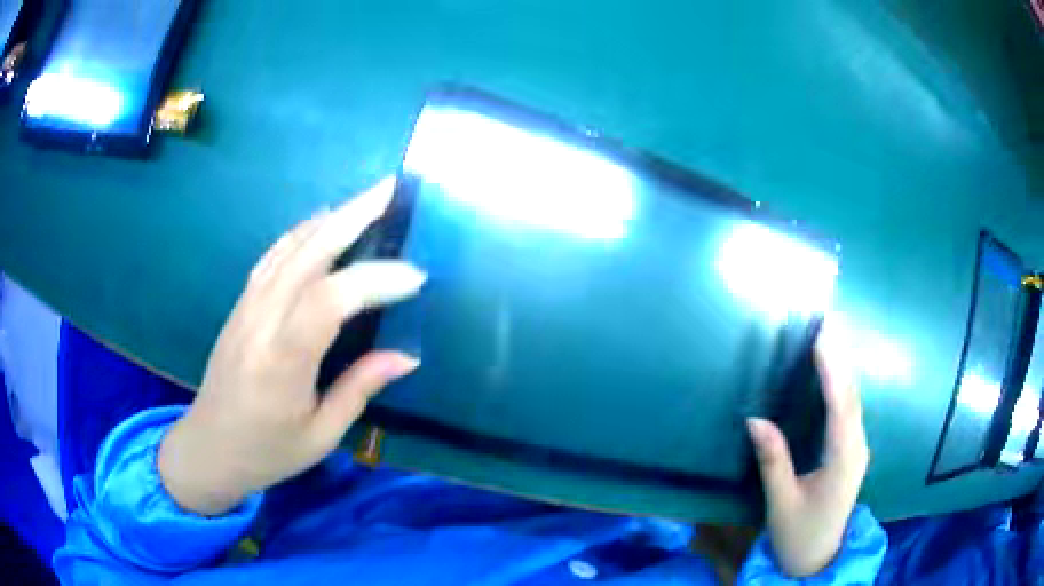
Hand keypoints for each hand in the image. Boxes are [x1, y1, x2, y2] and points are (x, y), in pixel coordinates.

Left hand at [158, 177, 425, 515]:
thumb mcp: (320, 434)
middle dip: (353, 216)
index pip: (330, 301)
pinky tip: (320, 222)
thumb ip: (359, 388)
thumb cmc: (267, 451)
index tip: (417, 277)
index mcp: (282, 361)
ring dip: (330, 217)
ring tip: (366, 199)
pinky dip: (300, 233)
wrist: (209, 446)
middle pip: (308, 254)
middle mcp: (261, 321)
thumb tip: (406, 356)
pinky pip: (272, 256)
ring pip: (289, 247)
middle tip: (391, 190)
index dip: (375, 280)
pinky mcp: (240, 304)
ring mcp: (246, 307)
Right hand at [747, 325, 869, 576]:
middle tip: (825, 322)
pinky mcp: (852, 452)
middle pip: (851, 396)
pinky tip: (832, 374)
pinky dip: (841, 386)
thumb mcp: (781, 502)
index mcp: (843, 460)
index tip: (819, 337)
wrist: (818, 559)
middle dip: (839, 358)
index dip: (831, 371)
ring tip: (828, 338)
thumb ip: (773, 461)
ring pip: (853, 401)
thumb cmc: (798, 534)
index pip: (840, 407)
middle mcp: (857, 448)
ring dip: (842, 368)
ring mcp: (857, 449)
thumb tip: (754, 419)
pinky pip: (849, 410)